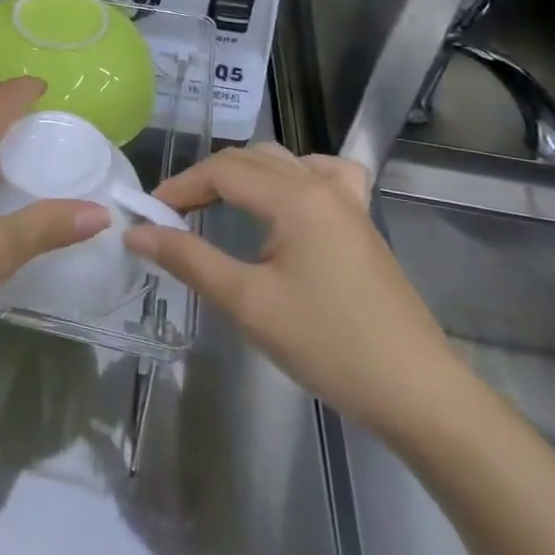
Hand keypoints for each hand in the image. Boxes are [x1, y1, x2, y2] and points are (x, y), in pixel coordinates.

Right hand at [123, 143, 466, 440]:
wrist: (419, 394)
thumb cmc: (329, 345)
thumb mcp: (247, 303)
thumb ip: (188, 259)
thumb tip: (136, 231)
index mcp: (296, 198)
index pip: (222, 171)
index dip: (179, 187)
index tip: (149, 216)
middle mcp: (322, 186)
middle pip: (248, 160)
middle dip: (204, 180)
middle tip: (173, 217)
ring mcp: (348, 203)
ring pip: (282, 162)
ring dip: (242, 175)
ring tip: (216, 206)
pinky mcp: (362, 224)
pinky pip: (323, 175)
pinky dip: (291, 176)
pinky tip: (285, 199)